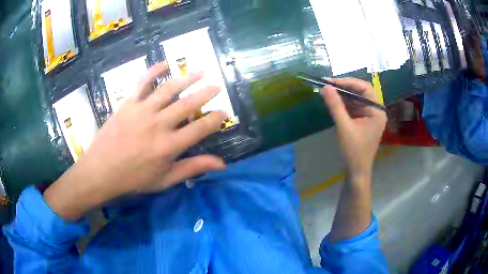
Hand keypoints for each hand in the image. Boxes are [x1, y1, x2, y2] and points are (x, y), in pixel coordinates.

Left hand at [44, 63, 226, 219]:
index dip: (216, 118)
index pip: (201, 128)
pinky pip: (143, 83)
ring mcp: (143, 111)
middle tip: (216, 86)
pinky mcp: (128, 104)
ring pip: (169, 89)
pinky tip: (165, 63)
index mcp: (169, 146)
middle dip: (206, 93)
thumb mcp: (164, 180)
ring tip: (200, 71)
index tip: (224, 112)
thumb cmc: (133, 180)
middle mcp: (159, 124)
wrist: (100, 172)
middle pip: (188, 104)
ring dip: (187, 78)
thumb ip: (192, 169)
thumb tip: (221, 164)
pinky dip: (154, 71)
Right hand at [321, 78, 386, 181]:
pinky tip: (332, 100)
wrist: (356, 171)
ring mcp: (369, 115)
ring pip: (355, 98)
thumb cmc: (354, 151)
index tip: (331, 81)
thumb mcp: (344, 127)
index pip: (364, 88)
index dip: (348, 82)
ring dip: (342, 94)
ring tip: (327, 90)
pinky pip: (353, 106)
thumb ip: (335, 106)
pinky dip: (343, 103)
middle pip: (360, 91)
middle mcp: (375, 110)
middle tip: (327, 84)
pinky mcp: (362, 120)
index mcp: (377, 111)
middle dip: (344, 87)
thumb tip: (325, 87)